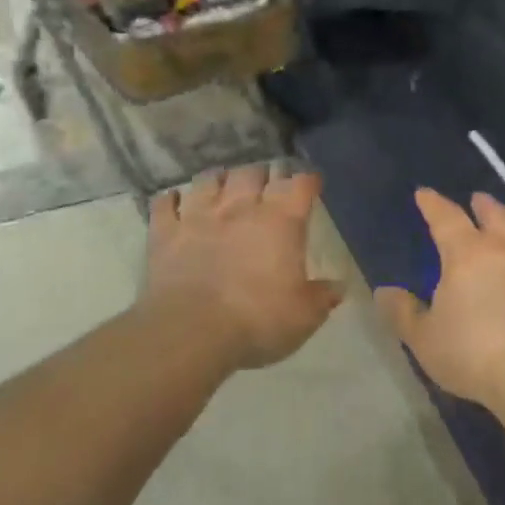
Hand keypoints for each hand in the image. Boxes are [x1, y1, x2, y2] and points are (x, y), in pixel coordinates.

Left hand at [142, 165, 341, 370]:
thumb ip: (322, 297)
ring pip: (210, 179)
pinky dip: (171, 200)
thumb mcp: (303, 316)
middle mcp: (241, 207)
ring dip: (220, 180)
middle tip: (267, 185)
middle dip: (263, 175)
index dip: (308, 180)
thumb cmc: (257, 320)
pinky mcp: (165, 231)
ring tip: (224, 187)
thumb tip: (339, 287)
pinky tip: (175, 202)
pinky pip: (165, 203)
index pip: (300, 184)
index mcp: (281, 221)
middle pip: (254, 172)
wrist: (191, 331)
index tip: (311, 184)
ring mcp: (199, 215)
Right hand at [377, 189, 504, 411]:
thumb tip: (384, 291)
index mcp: (466, 253)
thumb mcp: (424, 338)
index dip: (433, 204)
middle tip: (477, 200)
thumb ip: (403, 312)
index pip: (445, 217)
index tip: (424, 194)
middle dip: (482, 204)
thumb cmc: (472, 354)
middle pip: (494, 214)